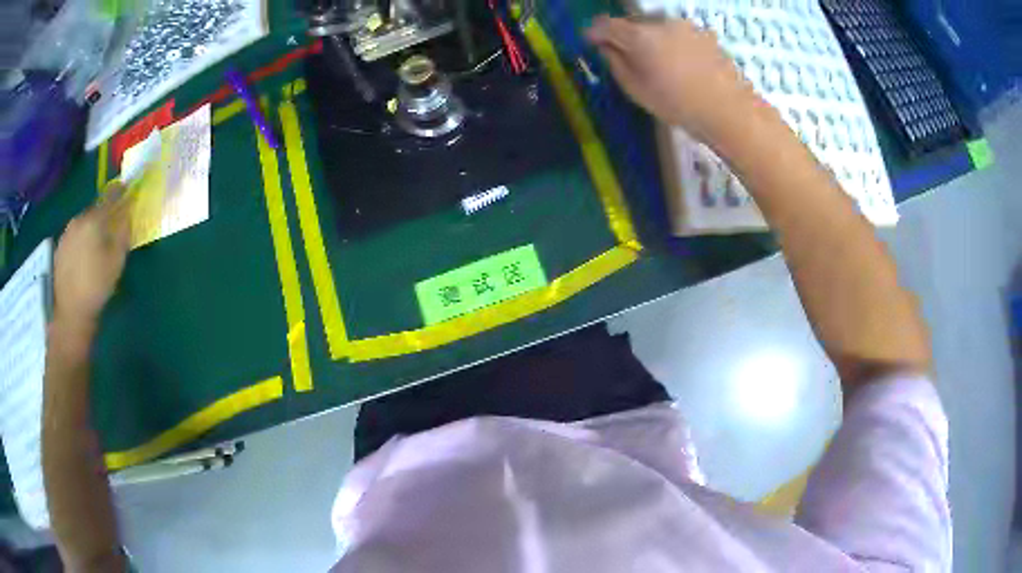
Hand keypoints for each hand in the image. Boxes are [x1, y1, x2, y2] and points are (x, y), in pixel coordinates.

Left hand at [53, 184, 131, 331]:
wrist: (70, 312)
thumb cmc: (97, 285)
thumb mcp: (117, 260)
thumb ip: (123, 232)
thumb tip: (128, 214)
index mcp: (94, 219)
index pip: (110, 197)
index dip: (120, 192)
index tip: (127, 189)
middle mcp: (79, 220)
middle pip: (95, 210)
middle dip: (104, 214)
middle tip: (110, 225)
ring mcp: (66, 234)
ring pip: (83, 223)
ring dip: (90, 228)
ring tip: (95, 243)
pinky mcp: (59, 248)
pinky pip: (73, 237)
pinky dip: (80, 240)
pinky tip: (82, 256)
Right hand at [586, 16, 759, 143]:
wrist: (730, 110)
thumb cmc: (679, 105)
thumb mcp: (637, 90)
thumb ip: (616, 63)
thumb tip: (606, 47)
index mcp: (639, 36)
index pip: (605, 24)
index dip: (594, 32)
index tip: (592, 42)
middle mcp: (661, 22)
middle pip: (633, 23)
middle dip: (625, 36)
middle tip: (626, 56)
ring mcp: (685, 26)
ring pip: (657, 27)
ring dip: (650, 39)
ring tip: (658, 63)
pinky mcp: (704, 34)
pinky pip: (677, 33)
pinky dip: (671, 43)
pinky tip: (681, 65)